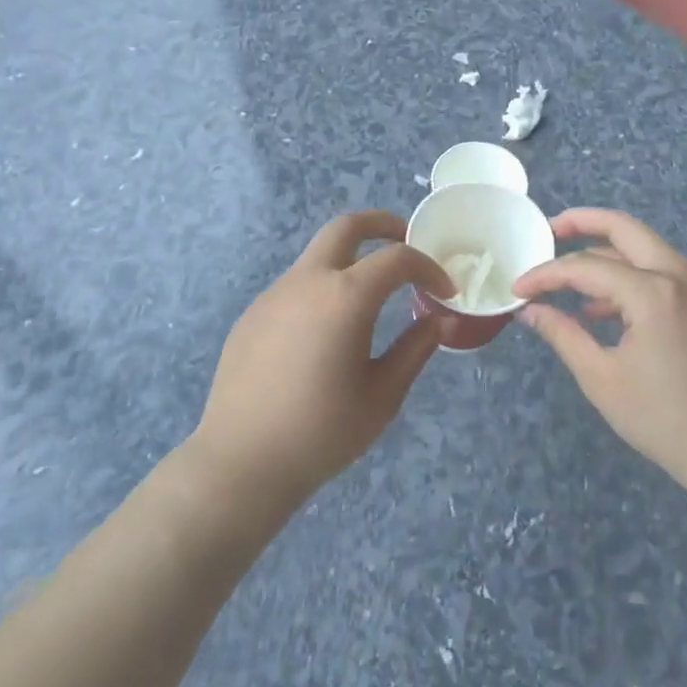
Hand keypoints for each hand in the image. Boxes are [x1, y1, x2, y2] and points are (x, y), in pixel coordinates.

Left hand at [189, 210, 454, 516]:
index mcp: (345, 297)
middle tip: (406, 241)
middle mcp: (307, 281)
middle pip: (347, 226)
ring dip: (349, 262)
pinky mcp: (252, 314)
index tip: (445, 292)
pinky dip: (322, 290)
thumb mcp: (382, 395)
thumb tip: (439, 322)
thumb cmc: (322, 432)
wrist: (241, 461)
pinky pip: (295, 287)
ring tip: (370, 301)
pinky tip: (324, 335)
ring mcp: (274, 294)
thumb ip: (414, 350)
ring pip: (318, 256)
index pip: (397, 259)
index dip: (428, 268)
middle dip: (382, 225)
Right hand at [512, 209, 686, 492]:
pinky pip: (662, 273)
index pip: (586, 266)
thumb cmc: (663, 419)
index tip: (518, 289)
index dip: (546, 274)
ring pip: (645, 250)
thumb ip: (562, 334)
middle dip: (583, 223)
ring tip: (570, 282)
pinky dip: (630, 278)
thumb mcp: (601, 378)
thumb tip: (529, 310)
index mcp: (653, 292)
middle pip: (624, 229)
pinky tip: (603, 309)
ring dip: (606, 255)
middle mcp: (680, 275)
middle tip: (549, 231)